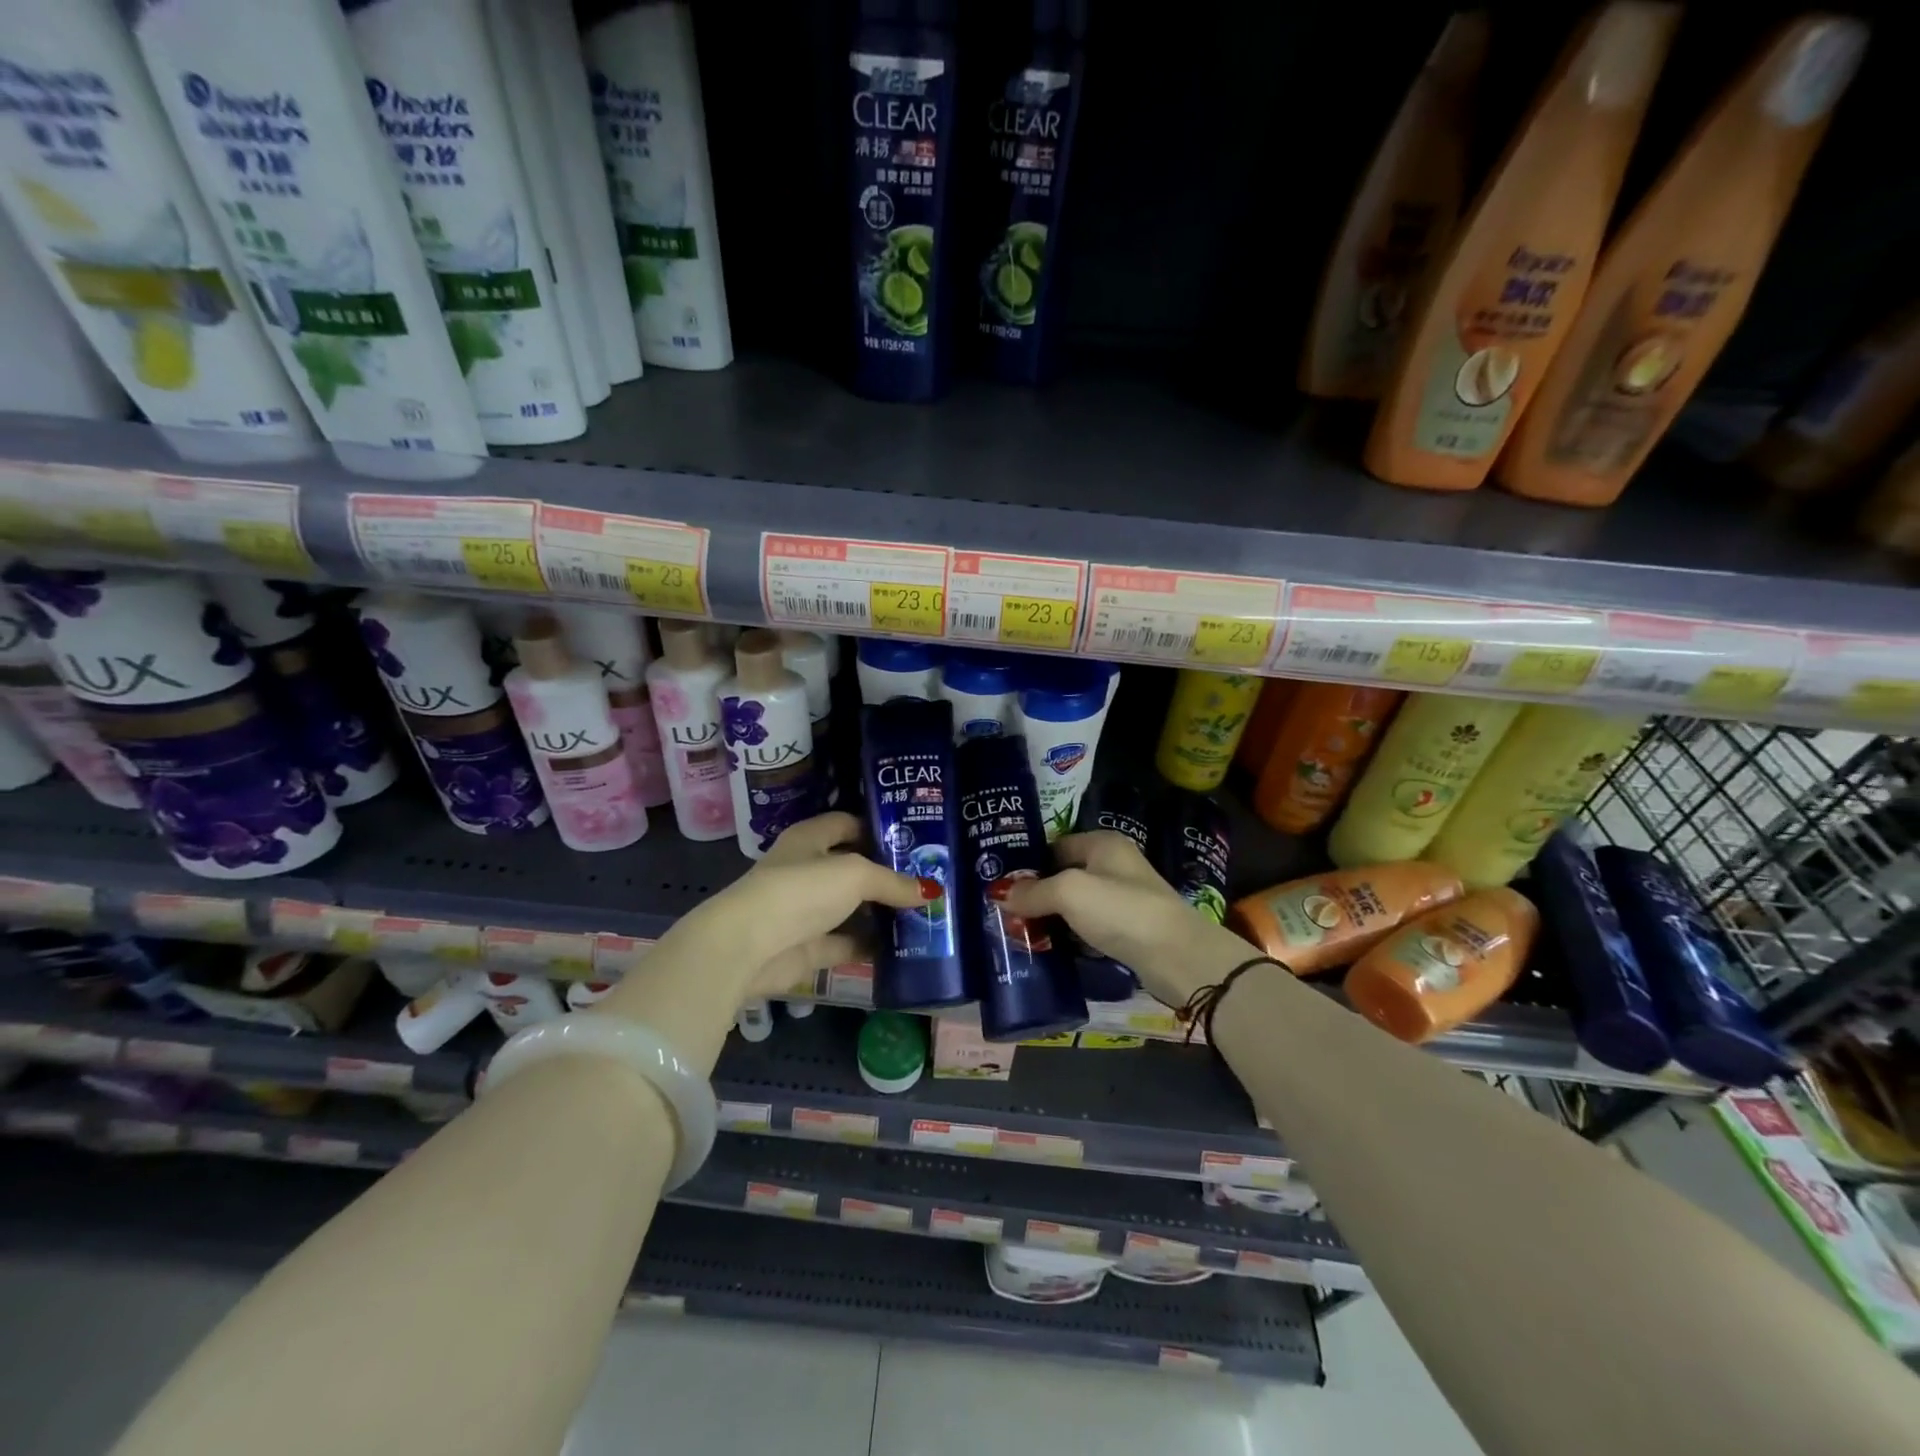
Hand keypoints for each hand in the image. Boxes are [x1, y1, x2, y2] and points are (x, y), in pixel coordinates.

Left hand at [698, 811, 926, 1002]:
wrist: (749, 946)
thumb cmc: (801, 890)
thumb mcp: (855, 875)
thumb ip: (893, 882)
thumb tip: (930, 891)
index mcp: (810, 839)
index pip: (848, 824)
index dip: (878, 829)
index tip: (914, 841)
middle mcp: (807, 870)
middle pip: (853, 868)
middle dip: (887, 875)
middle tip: (928, 880)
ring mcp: (807, 911)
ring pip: (852, 908)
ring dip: (882, 913)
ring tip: (924, 914)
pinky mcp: (809, 947)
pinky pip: (847, 943)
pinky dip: (871, 946)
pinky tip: (904, 947)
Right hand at [999, 831, 1239, 1007]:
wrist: (1179, 956)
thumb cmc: (1122, 911)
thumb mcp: (1070, 892)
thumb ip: (1033, 891)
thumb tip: (1000, 894)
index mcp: (1103, 843)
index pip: (1054, 846)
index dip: (1028, 865)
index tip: (1000, 886)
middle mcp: (1114, 865)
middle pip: (1064, 875)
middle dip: (1037, 894)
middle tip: (1005, 914)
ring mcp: (1124, 898)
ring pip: (1076, 905)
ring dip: (1053, 919)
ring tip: (1020, 934)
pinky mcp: (1129, 929)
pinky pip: (1089, 928)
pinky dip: (1071, 937)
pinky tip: (1051, 950)